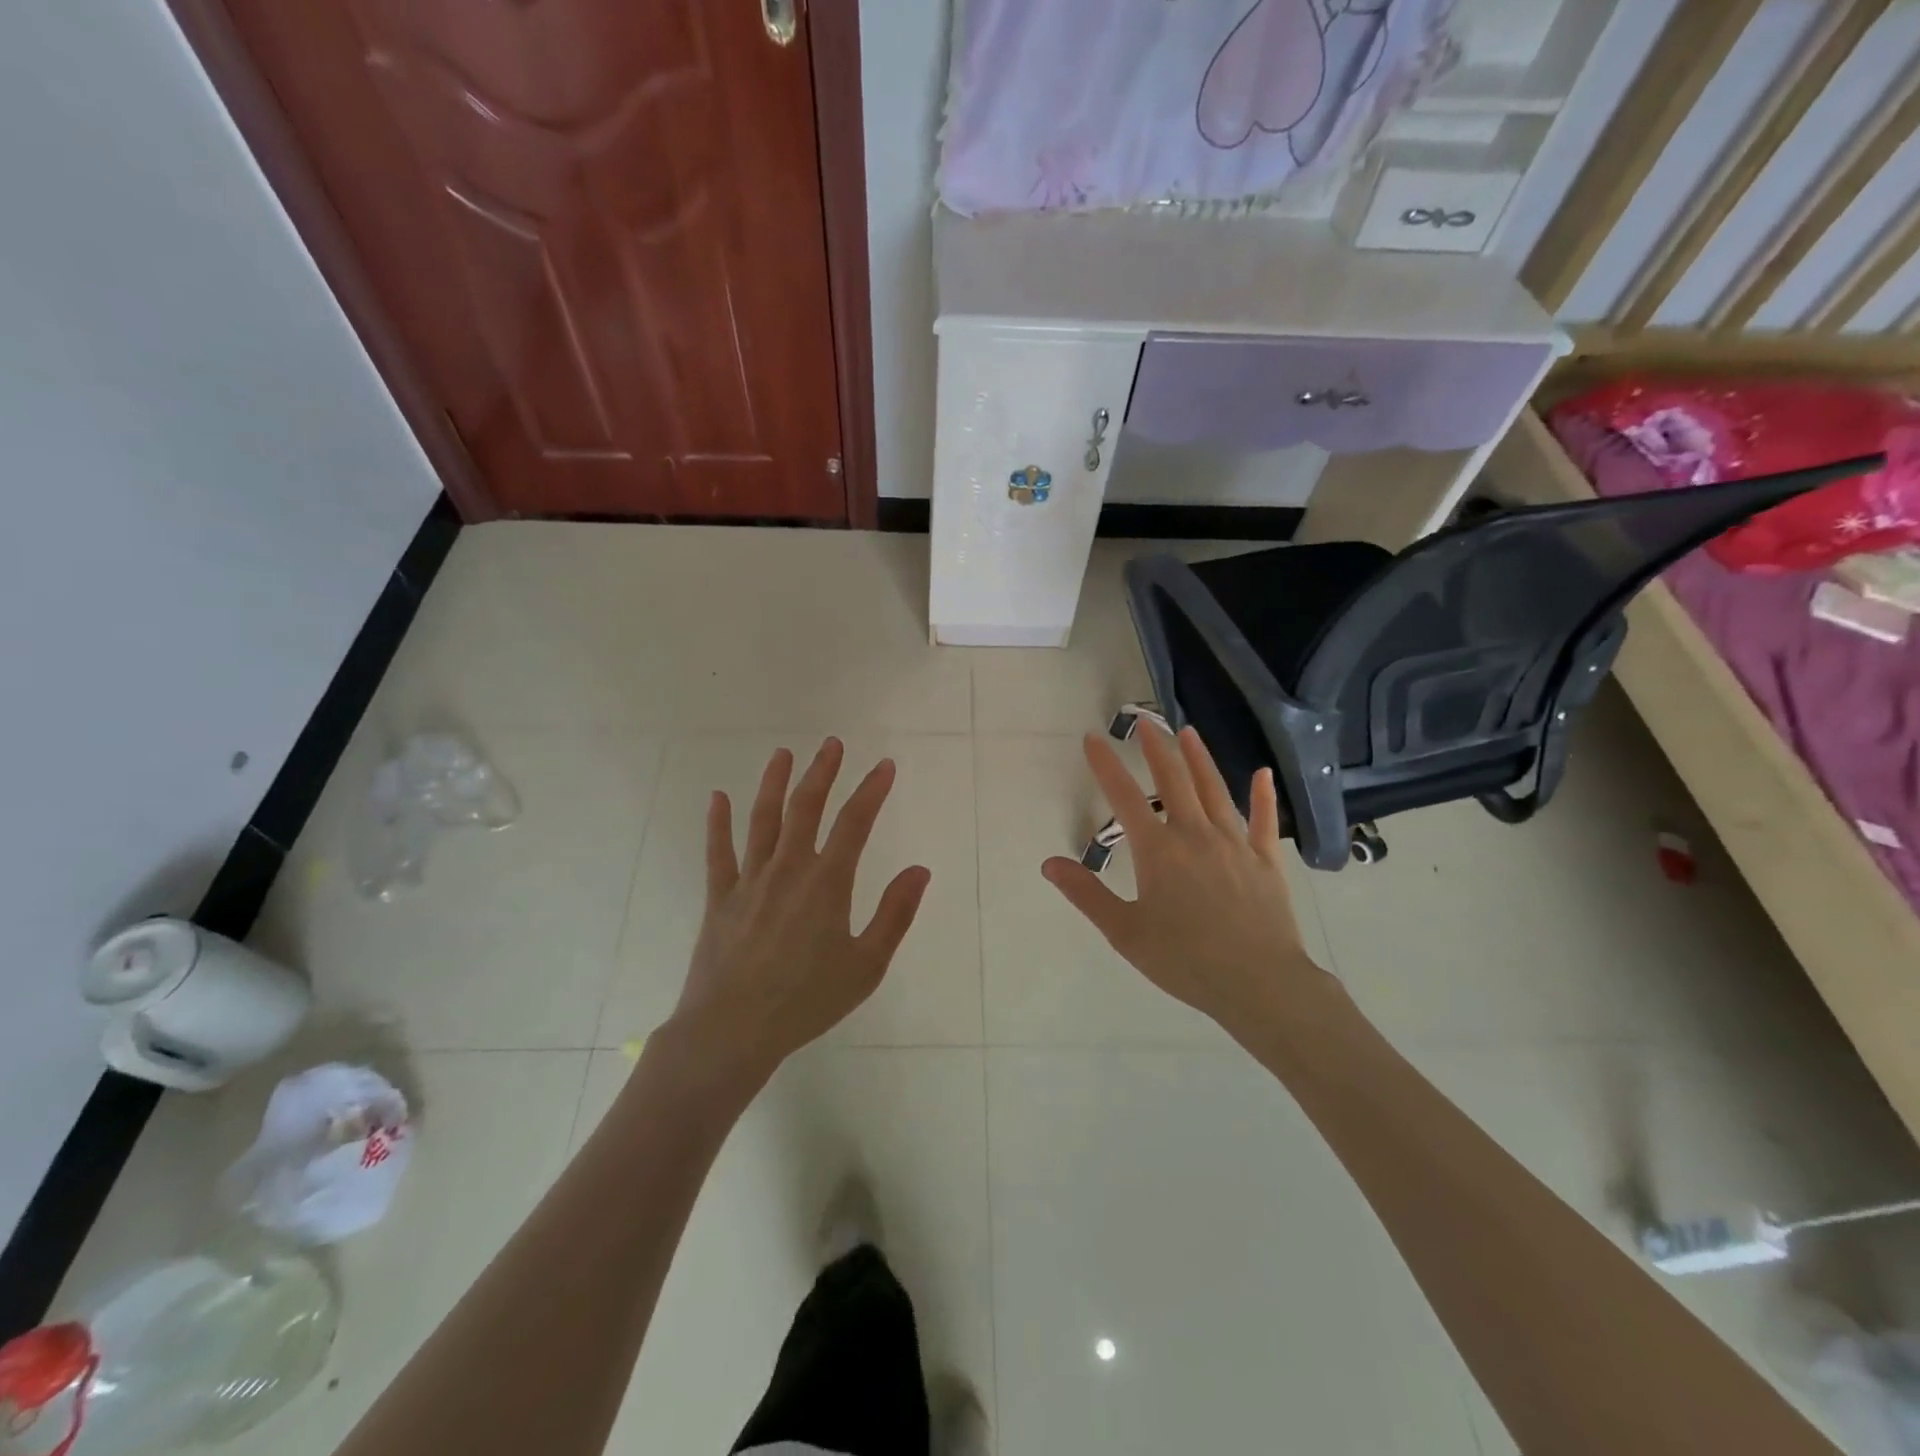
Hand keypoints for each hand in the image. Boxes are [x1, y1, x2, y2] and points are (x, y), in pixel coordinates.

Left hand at [668, 739, 930, 1085]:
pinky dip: (717, 823)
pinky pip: (718, 852)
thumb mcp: (866, 965)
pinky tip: (717, 798)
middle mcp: (788, 869)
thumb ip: (895, 914)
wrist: (733, 1030)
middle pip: (806, 808)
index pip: (855, 823)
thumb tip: (920, 869)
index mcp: (826, 883)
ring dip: (774, 783)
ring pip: (763, 820)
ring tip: (783, 753)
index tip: (885, 766)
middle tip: (832, 744)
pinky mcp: (719, 898)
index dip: (872, 790)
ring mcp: (749, 880)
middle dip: (822, 772)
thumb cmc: (807, 1001)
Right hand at [1042, 725, 1332, 1038]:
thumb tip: (1049, 863)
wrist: (1260, 983)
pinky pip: (1264, 821)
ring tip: (1187, 732)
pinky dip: (1263, 796)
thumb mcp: (1125, 932)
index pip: (1124, 797)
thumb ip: (1087, 894)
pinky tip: (1263, 774)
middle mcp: (1195, 835)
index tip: (1092, 738)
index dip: (1105, 765)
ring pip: (1214, 790)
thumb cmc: (1185, 960)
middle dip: (1155, 749)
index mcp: (1158, 850)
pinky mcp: (1266, 861)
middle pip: (1173, 781)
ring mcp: (1234, 844)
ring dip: (1199, 759)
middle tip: (1144, 722)